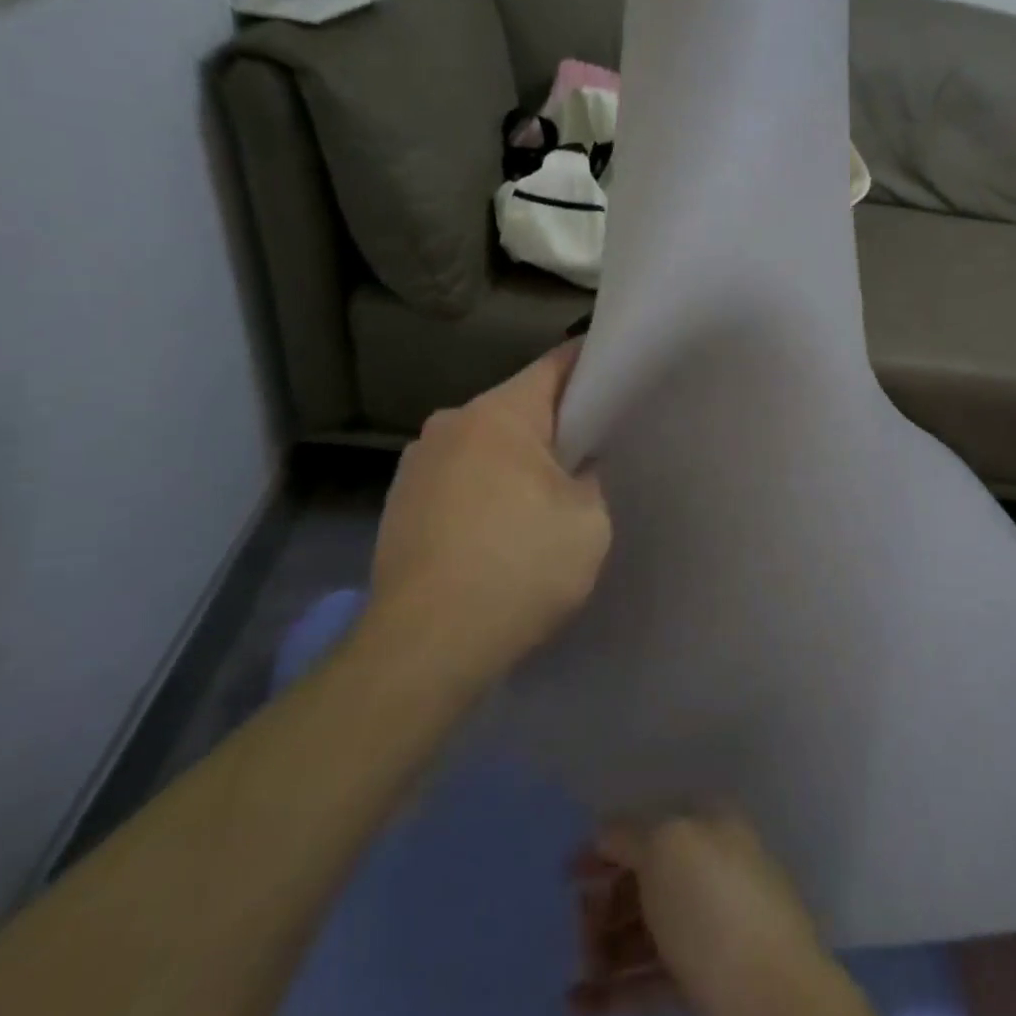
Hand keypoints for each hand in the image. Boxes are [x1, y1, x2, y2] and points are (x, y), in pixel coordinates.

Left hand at [363, 342, 609, 690]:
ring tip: (541, 502)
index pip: (555, 366)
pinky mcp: (398, 505)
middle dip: (553, 426)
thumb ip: (589, 478)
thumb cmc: (519, 568)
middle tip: (589, 455)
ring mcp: (416, 465)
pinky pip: (458, 479)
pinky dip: (483, 491)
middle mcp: (449, 425)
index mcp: (498, 414)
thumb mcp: (588, 521)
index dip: (591, 366)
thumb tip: (573, 470)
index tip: (617, 375)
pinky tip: (498, 532)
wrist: (424, 649)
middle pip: (517, 407)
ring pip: (484, 445)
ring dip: (514, 462)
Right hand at [574, 810, 868, 1015]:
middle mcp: (715, 869)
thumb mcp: (665, 846)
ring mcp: (714, 930)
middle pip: (649, 879)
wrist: (768, 1002)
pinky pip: (652, 980)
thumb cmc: (712, 904)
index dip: (611, 842)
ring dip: (607, 946)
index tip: (571, 871)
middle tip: (579, 925)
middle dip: (607, 899)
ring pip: (648, 930)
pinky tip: (578, 1004)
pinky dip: (616, 990)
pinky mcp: (707, 987)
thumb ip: (629, 835)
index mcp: (712, 824)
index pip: (654, 823)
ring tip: (581, 969)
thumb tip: (606, 833)